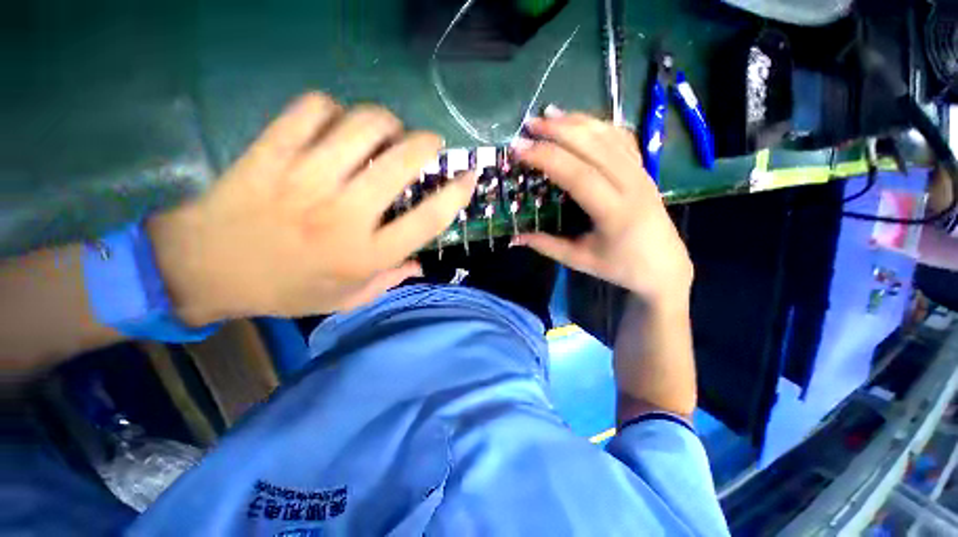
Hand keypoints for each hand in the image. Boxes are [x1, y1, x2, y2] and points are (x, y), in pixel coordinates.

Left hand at [148, 92, 476, 323]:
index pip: (428, 220)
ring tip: (386, 131)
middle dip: (427, 144)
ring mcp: (306, 179)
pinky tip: (335, 124)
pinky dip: (333, 109)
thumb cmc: (285, 289)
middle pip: (402, 162)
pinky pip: (313, 109)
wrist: (204, 269)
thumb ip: (389, 281)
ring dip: (386, 121)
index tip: (469, 177)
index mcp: (366, 254)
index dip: (456, 194)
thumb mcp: (346, 298)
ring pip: (363, 126)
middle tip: (429, 144)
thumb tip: (421, 266)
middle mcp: (344, 214)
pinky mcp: (271, 153)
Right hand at [511, 108, 692, 307]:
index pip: (577, 174)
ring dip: (577, 121)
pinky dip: (599, 125)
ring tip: (549, 114)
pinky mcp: (645, 169)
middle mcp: (631, 184)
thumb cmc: (620, 267)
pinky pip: (621, 138)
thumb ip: (546, 245)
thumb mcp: (579, 260)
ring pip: (608, 136)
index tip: (519, 148)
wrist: (664, 266)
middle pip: (593, 146)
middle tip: (529, 124)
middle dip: (558, 131)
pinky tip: (581, 121)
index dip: (546, 157)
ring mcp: (642, 173)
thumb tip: (514, 238)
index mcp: (614, 212)